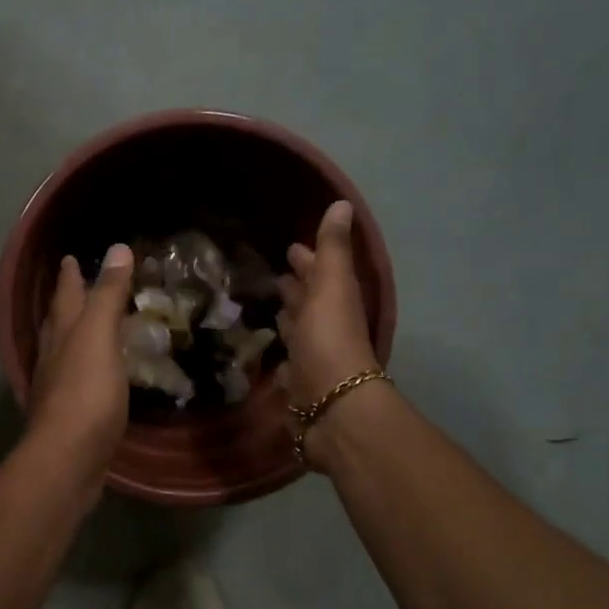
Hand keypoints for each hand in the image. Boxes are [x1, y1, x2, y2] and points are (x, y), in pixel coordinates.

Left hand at [27, 242, 133, 489]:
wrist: (68, 458)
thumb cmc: (86, 392)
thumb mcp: (100, 335)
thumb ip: (108, 294)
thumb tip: (117, 248)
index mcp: (62, 333)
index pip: (65, 294)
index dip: (70, 275)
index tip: (70, 258)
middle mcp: (53, 356)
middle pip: (59, 321)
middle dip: (68, 302)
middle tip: (78, 286)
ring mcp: (58, 388)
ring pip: (65, 351)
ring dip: (76, 336)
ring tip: (89, 327)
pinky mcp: (70, 416)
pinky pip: (78, 381)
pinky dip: (88, 369)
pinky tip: (98, 377)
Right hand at [277, 201, 381, 468]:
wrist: (332, 406)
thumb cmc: (329, 339)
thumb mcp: (331, 286)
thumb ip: (332, 249)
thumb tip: (343, 203)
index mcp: (334, 302)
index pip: (318, 275)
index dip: (307, 260)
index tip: (291, 247)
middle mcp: (324, 328)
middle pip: (308, 303)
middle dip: (294, 289)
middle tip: (274, 276)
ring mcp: (311, 358)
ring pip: (297, 332)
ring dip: (286, 319)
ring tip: (267, 307)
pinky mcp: (296, 385)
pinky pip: (286, 363)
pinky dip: (278, 354)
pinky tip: (266, 352)